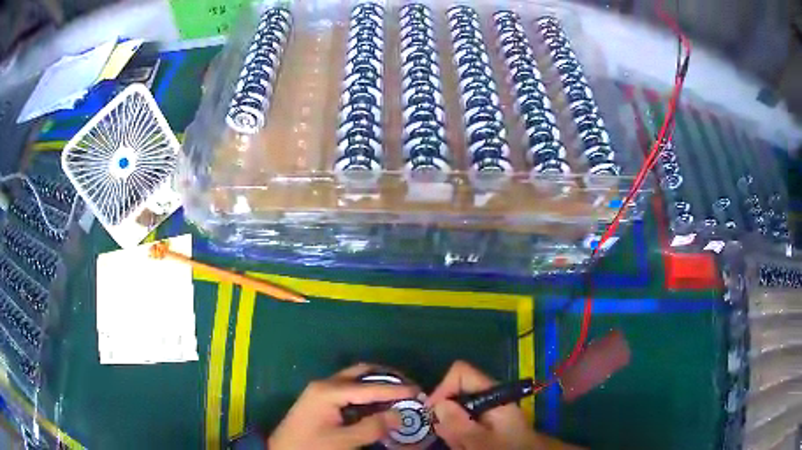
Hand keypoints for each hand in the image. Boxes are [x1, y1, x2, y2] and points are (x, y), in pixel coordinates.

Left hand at [269, 364, 415, 449]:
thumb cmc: (311, 446)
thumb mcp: (343, 441)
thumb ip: (372, 427)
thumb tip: (399, 415)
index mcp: (329, 391)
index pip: (370, 387)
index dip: (396, 390)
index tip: (418, 391)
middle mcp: (326, 384)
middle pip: (362, 372)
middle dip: (387, 378)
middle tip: (409, 388)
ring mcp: (321, 390)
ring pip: (355, 379)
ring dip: (377, 384)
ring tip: (398, 394)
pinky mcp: (320, 398)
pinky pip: (348, 389)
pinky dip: (366, 392)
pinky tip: (377, 403)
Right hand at [427, 361, 536, 449]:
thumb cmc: (507, 449)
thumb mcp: (481, 441)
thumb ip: (459, 424)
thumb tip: (437, 404)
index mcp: (493, 393)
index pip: (460, 373)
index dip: (443, 389)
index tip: (433, 414)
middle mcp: (490, 397)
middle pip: (456, 393)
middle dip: (447, 416)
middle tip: (452, 438)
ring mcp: (488, 410)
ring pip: (457, 411)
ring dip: (453, 429)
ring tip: (463, 445)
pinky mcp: (487, 422)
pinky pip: (464, 423)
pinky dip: (460, 436)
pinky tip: (467, 446)